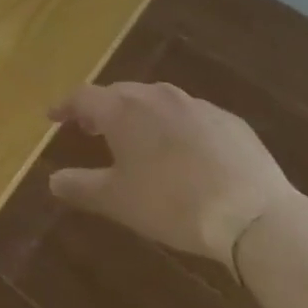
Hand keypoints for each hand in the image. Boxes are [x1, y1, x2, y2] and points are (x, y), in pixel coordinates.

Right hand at [46, 81, 298, 266]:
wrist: (253, 215)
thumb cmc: (172, 203)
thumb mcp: (118, 201)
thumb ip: (81, 187)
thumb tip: (53, 180)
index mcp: (122, 110)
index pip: (83, 96)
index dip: (66, 106)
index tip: (54, 116)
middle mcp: (155, 96)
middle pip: (120, 93)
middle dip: (103, 108)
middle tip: (93, 128)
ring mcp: (195, 105)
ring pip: (157, 101)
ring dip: (141, 115)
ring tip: (139, 138)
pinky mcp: (228, 121)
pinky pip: (192, 116)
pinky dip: (178, 127)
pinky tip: (185, 152)